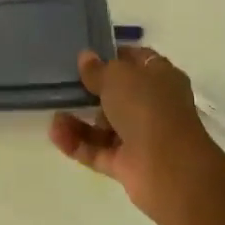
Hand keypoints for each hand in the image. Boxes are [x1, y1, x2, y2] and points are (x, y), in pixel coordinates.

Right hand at [49, 46, 222, 220]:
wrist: (169, 169)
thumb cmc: (147, 107)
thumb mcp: (117, 76)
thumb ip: (98, 69)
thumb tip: (86, 57)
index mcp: (160, 77)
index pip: (136, 60)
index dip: (113, 56)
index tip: (86, 56)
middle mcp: (153, 105)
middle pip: (118, 94)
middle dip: (91, 91)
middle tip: (64, 84)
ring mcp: (141, 137)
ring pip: (105, 125)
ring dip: (79, 120)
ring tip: (54, 113)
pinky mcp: (127, 165)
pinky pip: (97, 150)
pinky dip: (77, 143)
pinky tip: (55, 133)